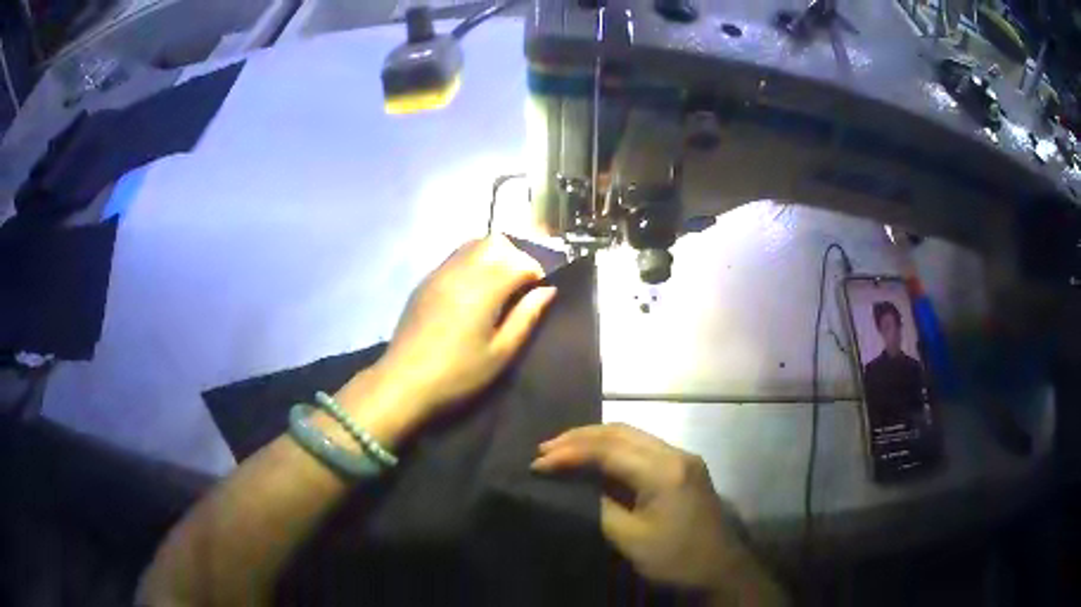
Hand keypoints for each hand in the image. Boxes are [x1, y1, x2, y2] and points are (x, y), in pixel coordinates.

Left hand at [372, 236, 556, 423]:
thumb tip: (548, 291)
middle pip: (496, 242)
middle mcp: (461, 270)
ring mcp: (439, 273)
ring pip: (473, 244)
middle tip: (519, 286)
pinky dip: (472, 262)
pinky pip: (454, 257)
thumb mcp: (501, 353)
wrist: (404, 382)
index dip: (536, 274)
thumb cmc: (458, 374)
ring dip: (493, 256)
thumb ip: (526, 317)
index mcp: (483, 288)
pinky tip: (472, 292)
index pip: (519, 261)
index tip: (538, 294)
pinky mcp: (425, 281)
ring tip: (498, 286)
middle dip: (515, 257)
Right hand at [532, 424, 785, 604]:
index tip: (537, 463)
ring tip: (562, 449)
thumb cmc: (675, 559)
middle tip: (544, 448)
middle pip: (620, 432)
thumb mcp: (631, 539)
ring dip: (596, 440)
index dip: (570, 454)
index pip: (608, 450)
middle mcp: (676, 454)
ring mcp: (683, 458)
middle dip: (579, 437)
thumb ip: (601, 506)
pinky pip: (642, 447)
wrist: (721, 571)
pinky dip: (614, 449)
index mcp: (664, 470)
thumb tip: (579, 486)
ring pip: (632, 435)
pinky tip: (596, 458)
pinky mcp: (685, 468)